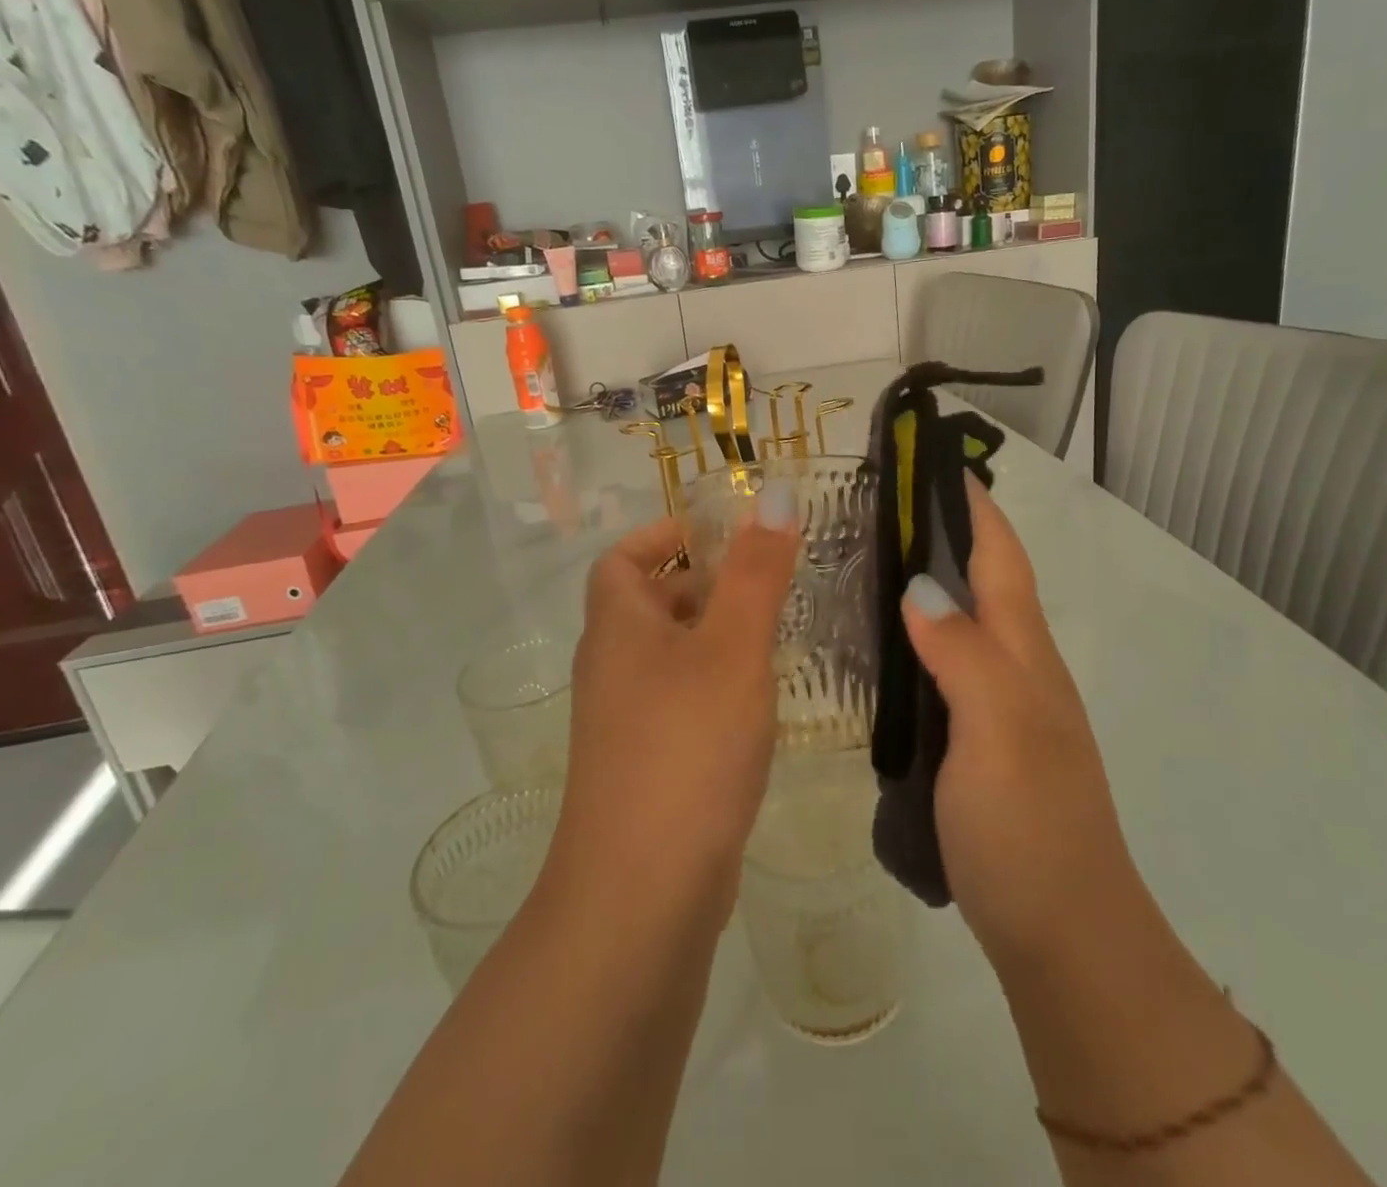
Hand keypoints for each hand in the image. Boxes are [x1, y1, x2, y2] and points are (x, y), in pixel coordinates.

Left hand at [546, 491, 800, 922]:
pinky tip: (758, 704)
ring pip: (671, 655)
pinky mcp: (647, 766)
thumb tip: (774, 494)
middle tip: (766, 582)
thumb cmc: (687, 745)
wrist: (642, 892)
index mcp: (617, 627)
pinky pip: (680, 701)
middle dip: (703, 584)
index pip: (622, 559)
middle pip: (649, 603)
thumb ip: (757, 571)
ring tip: (775, 636)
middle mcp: (611, 668)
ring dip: (714, 637)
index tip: (721, 535)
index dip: (663, 536)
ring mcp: (625, 722)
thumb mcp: (732, 647)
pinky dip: (714, 686)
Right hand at [899, 475, 1142, 975]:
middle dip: (944, 532)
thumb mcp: (997, 732)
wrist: (1065, 935)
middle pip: (984, 582)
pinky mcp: (981, 741)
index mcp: (1024, 655)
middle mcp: (1018, 668)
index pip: (1001, 559)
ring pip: (965, 622)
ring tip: (869, 560)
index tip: (935, 462)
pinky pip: (948, 667)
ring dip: (930, 581)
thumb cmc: (1029, 828)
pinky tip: (883, 646)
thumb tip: (919, 587)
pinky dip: (919, 637)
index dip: (974, 507)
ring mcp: (1001, 707)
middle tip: (880, 505)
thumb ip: (962, 655)